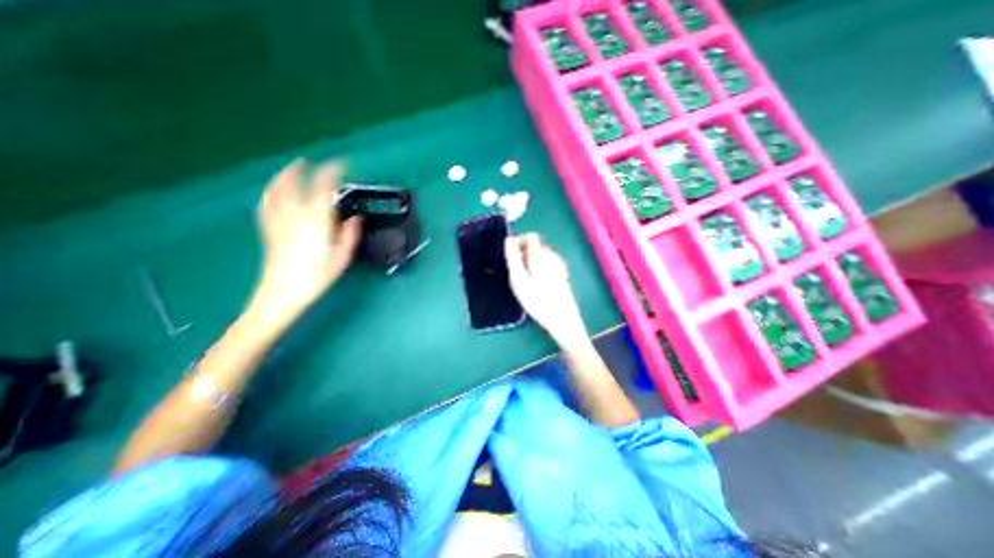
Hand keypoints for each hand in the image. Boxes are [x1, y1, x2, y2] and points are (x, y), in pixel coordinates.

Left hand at [252, 159, 360, 318]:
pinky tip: (272, 191)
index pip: (323, 189)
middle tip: (312, 161)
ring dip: (284, 176)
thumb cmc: (315, 278)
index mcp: (315, 222)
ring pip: (277, 192)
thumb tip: (355, 219)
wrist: (282, 294)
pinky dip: (270, 193)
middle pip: (296, 186)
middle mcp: (294, 217)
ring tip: (291, 168)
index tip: (340, 164)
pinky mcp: (269, 230)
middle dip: (305, 170)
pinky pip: (267, 205)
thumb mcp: (341, 258)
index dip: (331, 173)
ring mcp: (278, 222)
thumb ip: (349, 235)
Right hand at [505, 233, 588, 350]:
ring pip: (541, 255)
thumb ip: (513, 258)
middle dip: (523, 253)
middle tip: (516, 273)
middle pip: (536, 245)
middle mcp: (552, 257)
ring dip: (530, 262)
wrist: (564, 321)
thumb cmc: (538, 302)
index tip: (511, 257)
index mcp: (541, 256)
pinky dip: (538, 269)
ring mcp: (559, 266)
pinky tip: (537, 285)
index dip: (518, 242)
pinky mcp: (562, 276)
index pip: (530, 236)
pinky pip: (546, 265)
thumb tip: (509, 239)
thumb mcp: (519, 281)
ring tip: (525, 281)